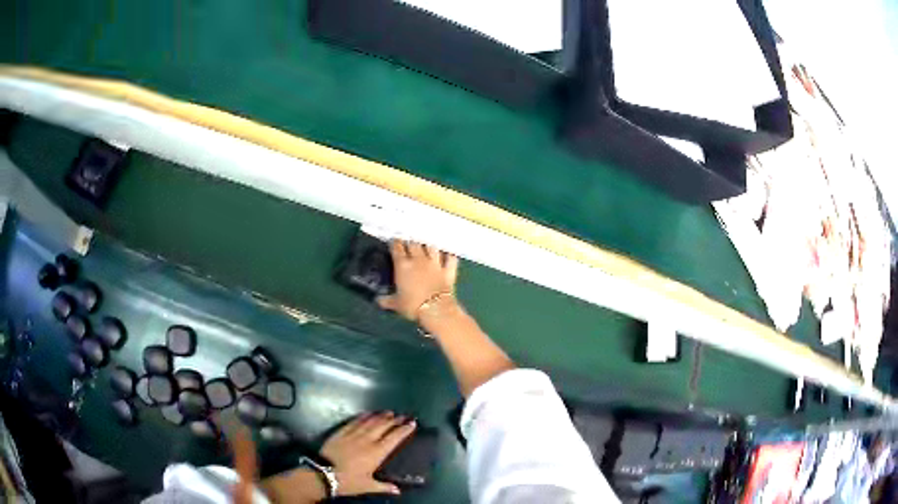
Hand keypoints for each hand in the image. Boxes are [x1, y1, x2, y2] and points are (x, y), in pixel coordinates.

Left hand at [321, 411, 416, 495]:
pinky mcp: (341, 432)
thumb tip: (398, 490)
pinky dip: (362, 416)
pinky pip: (354, 421)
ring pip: (370, 422)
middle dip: (394, 420)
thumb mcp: (367, 486)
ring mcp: (353, 434)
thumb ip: (384, 487)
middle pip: (383, 426)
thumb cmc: (348, 481)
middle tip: (402, 416)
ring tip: (388, 412)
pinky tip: (367, 413)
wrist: (323, 473)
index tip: (412, 423)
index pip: (394, 438)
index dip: (404, 430)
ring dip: (380, 416)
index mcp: (376, 453)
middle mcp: (367, 440)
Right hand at [377, 240, 458, 320]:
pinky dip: (449, 254)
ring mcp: (435, 263)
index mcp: (403, 265)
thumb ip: (386, 300)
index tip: (394, 241)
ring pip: (432, 246)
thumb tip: (377, 300)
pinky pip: (451, 258)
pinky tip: (448, 252)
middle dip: (410, 240)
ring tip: (426, 242)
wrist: (436, 310)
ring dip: (428, 243)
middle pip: (414, 243)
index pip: (397, 247)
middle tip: (408, 240)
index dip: (395, 242)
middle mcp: (419, 260)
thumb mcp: (396, 304)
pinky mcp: (448, 270)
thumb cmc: (413, 306)